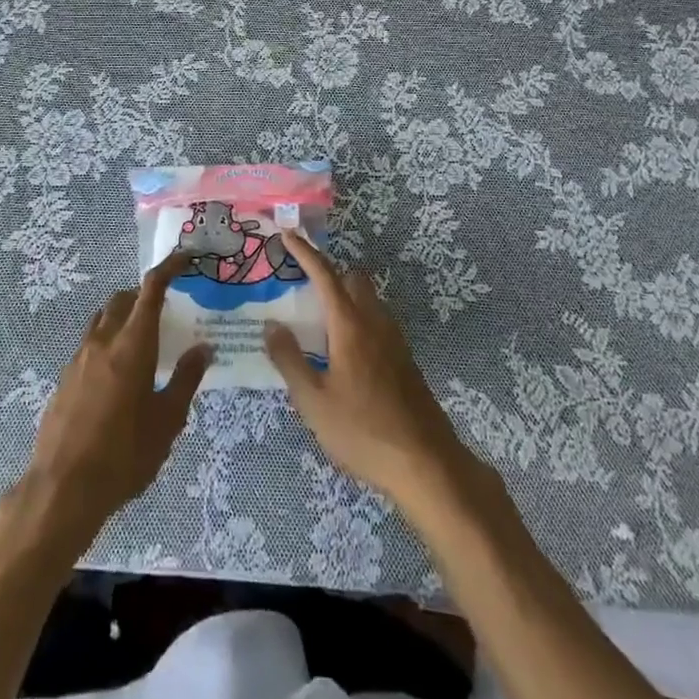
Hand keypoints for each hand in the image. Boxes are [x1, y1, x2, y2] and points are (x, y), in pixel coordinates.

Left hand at [7, 253, 211, 555]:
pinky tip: (117, 377)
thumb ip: (185, 380)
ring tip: (142, 343)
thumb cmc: (124, 455)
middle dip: (144, 295)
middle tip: (166, 311)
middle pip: (124, 299)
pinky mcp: (64, 378)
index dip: (169, 267)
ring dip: (123, 317)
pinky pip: (89, 344)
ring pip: (103, 319)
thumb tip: (203, 348)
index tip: (185, 258)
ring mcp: (79, 358)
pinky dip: (107, 343)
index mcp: (133, 344)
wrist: (62, 489)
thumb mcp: (167, 421)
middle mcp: (103, 340)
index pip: (151, 288)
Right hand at [264, 235, 472, 505]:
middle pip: (354, 280)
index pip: (324, 275)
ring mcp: (395, 341)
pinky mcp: (405, 361)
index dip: (305, 253)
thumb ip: (289, 359)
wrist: (426, 464)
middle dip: (330, 275)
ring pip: (369, 301)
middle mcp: (375, 322)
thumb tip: (271, 325)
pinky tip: (345, 355)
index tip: (287, 234)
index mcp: (350, 325)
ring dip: (346, 299)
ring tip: (320, 325)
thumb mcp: (313, 401)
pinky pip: (378, 324)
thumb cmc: (363, 430)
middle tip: (304, 290)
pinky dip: (358, 322)